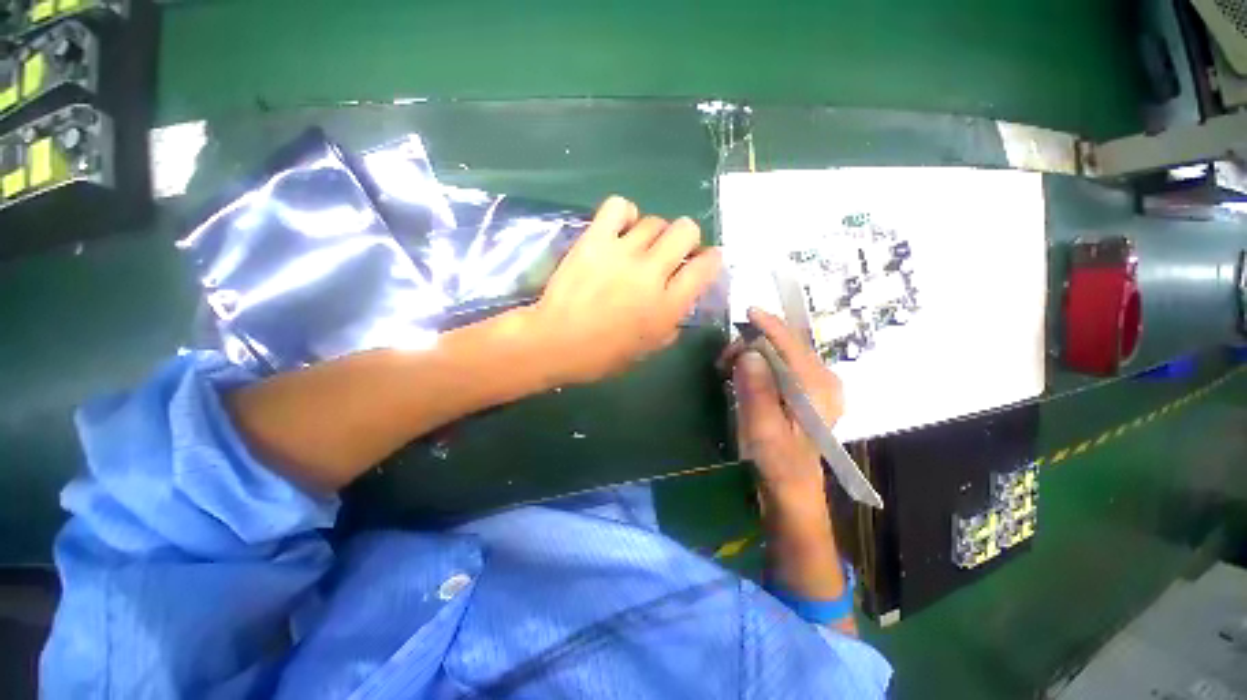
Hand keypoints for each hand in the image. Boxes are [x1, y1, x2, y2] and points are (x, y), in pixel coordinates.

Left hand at [520, 196, 722, 385]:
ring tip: (640, 247)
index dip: (711, 259)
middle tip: (672, 253)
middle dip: (686, 239)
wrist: (557, 342)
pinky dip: (625, 213)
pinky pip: (619, 206)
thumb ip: (671, 323)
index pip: (707, 266)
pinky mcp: (595, 239)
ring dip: (654, 233)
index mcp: (668, 305)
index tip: (704, 261)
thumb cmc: (603, 355)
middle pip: (686, 230)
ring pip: (655, 220)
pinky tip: (621, 229)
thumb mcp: (648, 349)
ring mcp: (623, 252)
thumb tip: (679, 304)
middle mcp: (652, 272)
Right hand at [721, 308, 844, 498]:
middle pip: (788, 345)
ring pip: (783, 354)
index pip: (793, 345)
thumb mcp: (764, 430)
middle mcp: (823, 381)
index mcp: (819, 389)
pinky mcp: (805, 393)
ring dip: (754, 354)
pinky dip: (760, 364)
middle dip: (754, 343)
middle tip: (724, 359)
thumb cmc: (779, 463)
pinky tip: (743, 374)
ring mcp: (816, 386)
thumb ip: (757, 391)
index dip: (770, 325)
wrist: (793, 489)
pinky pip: (782, 366)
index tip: (749, 311)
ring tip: (728, 368)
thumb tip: (748, 353)